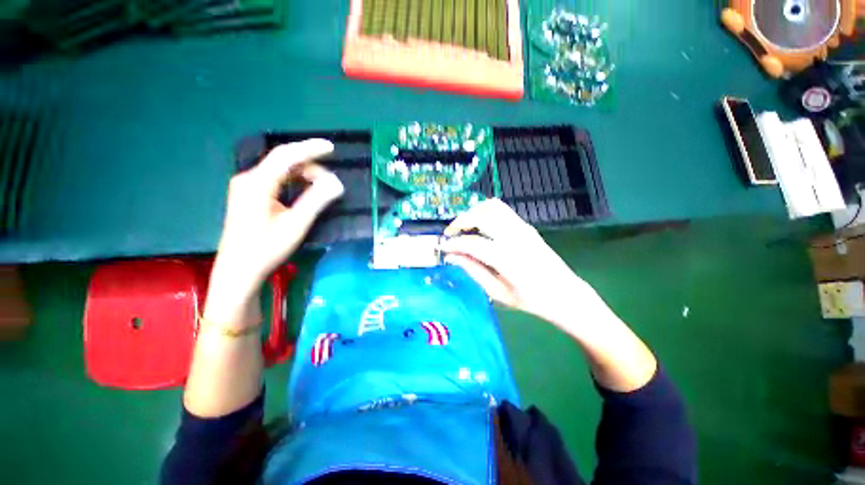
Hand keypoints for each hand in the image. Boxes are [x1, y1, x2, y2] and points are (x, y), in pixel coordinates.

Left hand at [205, 139, 343, 324]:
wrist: (239, 270)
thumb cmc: (266, 248)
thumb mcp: (295, 224)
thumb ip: (316, 201)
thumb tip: (337, 184)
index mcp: (257, 183)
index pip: (286, 156)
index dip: (310, 148)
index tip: (331, 147)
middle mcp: (249, 179)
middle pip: (284, 162)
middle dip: (310, 167)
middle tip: (331, 183)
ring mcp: (247, 187)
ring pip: (281, 171)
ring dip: (304, 176)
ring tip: (322, 189)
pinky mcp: (250, 196)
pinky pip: (276, 180)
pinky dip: (294, 182)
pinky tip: (305, 192)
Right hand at [441, 199, 656, 391]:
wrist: (565, 294)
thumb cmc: (531, 299)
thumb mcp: (497, 292)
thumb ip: (473, 271)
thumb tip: (452, 257)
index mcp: (507, 258)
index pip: (471, 243)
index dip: (452, 243)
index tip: (442, 248)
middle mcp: (515, 236)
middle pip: (481, 215)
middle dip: (460, 221)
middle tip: (451, 235)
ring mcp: (522, 228)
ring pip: (491, 206)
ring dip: (473, 213)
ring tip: (464, 228)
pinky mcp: (527, 226)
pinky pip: (501, 210)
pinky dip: (485, 213)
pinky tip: (481, 227)